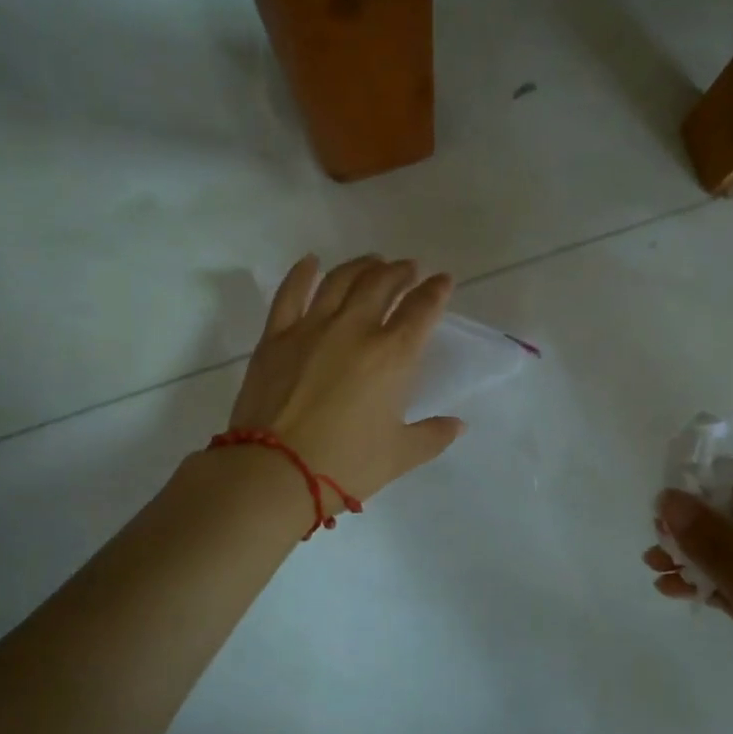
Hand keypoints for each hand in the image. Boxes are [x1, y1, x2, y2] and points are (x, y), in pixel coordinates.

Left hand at [227, 254, 464, 500]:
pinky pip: (291, 293)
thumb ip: (433, 436)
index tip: (443, 280)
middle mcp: (356, 329)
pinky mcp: (276, 335)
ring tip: (373, 262)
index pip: (422, 309)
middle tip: (409, 269)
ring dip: (362, 266)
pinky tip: (311, 262)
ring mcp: (312, 327)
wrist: (274, 471)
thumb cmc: (345, 465)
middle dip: (401, 271)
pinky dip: (302, 273)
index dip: (436, 290)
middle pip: (382, 284)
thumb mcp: (399, 456)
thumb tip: (458, 425)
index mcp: (393, 355)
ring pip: (341, 280)